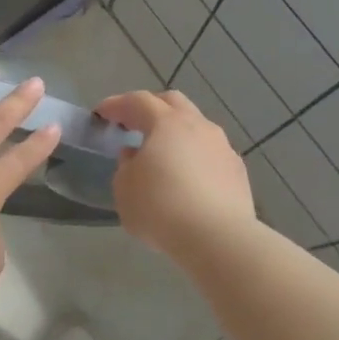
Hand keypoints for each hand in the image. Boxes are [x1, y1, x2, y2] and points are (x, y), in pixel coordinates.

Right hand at [94, 90, 254, 257]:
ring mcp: (222, 147)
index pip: (137, 101)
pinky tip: (187, 177)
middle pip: (173, 103)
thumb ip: (125, 166)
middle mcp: (198, 126)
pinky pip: (210, 153)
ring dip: (176, 133)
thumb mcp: (124, 188)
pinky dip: (194, 156)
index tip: (101, 114)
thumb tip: (135, 155)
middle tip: (133, 123)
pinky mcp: (237, 171)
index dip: (116, 105)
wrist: (218, 238)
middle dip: (150, 108)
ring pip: (196, 127)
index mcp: (167, 123)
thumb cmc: (161, 208)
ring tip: (162, 153)